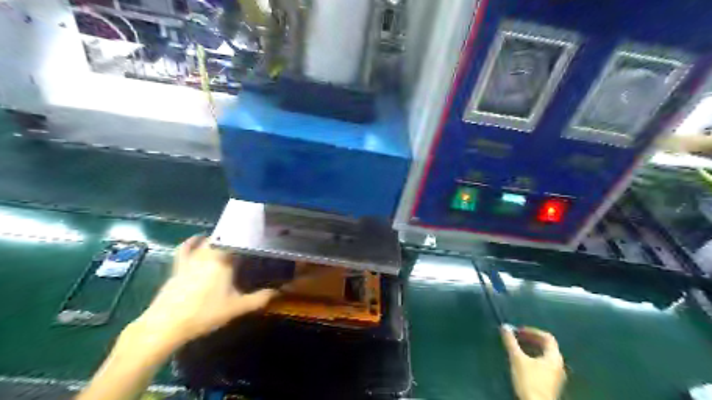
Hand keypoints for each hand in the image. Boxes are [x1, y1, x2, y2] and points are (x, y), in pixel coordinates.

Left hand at [130, 237, 279, 350]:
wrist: (167, 324)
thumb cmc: (205, 313)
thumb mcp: (236, 307)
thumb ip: (259, 299)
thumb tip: (278, 292)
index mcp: (224, 260)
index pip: (239, 241)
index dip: (250, 237)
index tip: (261, 236)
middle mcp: (208, 254)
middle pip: (223, 237)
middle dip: (236, 236)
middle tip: (248, 240)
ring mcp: (191, 258)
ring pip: (206, 240)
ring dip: (218, 237)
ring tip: (229, 237)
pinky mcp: (179, 265)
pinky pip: (186, 247)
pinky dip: (193, 241)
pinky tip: (197, 239)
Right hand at [500, 326, 567, 399]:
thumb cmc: (529, 381)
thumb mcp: (517, 359)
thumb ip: (511, 342)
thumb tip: (504, 326)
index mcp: (554, 357)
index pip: (547, 337)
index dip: (533, 331)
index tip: (519, 331)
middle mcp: (559, 365)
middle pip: (547, 347)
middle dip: (531, 339)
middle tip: (517, 337)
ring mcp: (557, 376)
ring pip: (545, 357)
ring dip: (532, 349)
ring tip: (518, 348)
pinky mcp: (552, 384)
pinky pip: (544, 365)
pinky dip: (534, 359)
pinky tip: (523, 362)